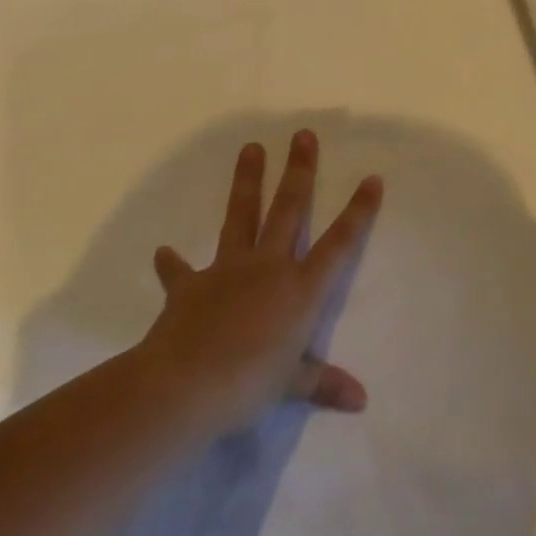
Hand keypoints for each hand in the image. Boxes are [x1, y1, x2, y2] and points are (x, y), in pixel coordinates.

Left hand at [139, 130, 382, 435]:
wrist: (184, 386)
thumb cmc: (249, 383)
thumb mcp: (292, 385)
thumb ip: (324, 384)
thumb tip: (361, 401)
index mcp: (300, 289)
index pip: (339, 243)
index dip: (358, 211)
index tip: (372, 178)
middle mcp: (269, 267)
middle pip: (289, 209)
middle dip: (299, 171)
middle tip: (302, 135)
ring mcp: (228, 270)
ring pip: (242, 216)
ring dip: (247, 182)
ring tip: (250, 147)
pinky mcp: (190, 285)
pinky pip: (181, 270)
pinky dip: (173, 263)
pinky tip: (164, 251)